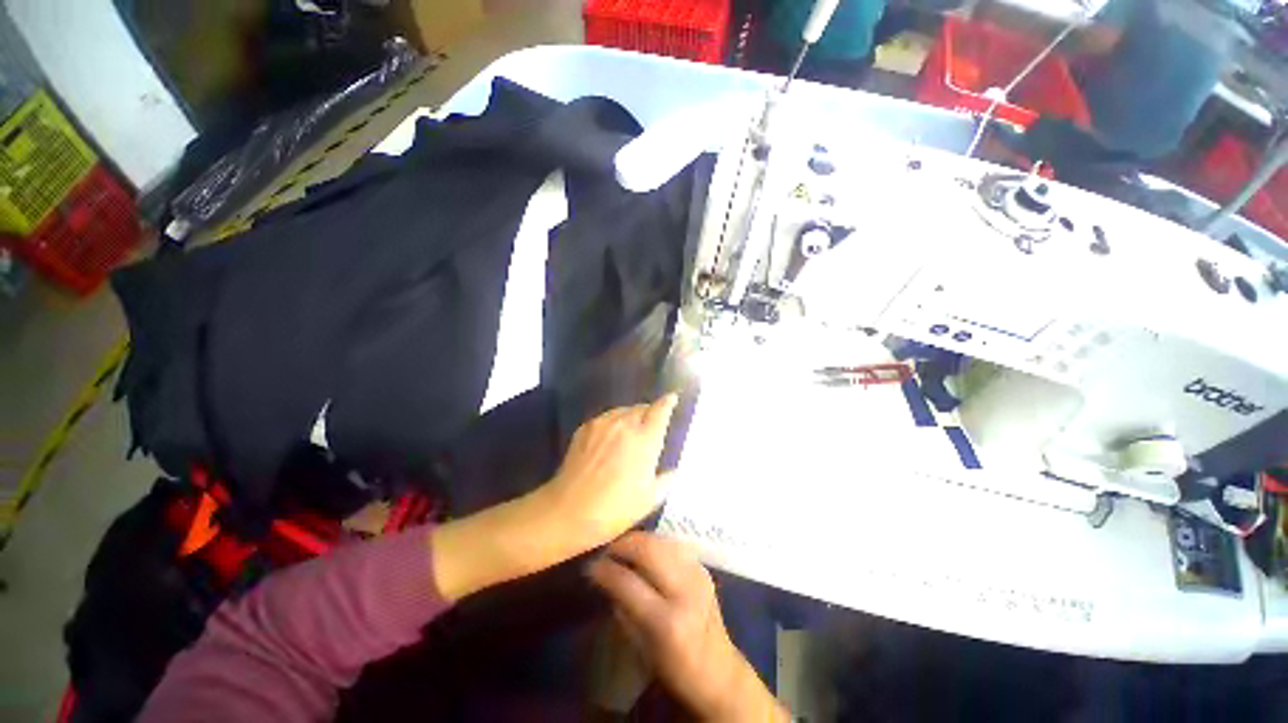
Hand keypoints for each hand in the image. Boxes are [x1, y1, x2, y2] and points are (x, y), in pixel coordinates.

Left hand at [431, 396, 676, 601]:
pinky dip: (614, 423)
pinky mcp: (585, 428)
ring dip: (631, 417)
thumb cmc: (614, 509)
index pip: (660, 410)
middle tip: (652, 427)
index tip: (673, 398)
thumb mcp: (649, 499)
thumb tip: (673, 470)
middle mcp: (624, 424)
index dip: (668, 402)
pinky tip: (611, 440)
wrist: (567, 511)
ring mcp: (602, 423)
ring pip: (623, 410)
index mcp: (645, 439)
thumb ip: (665, 479)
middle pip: (641, 407)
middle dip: (650, 413)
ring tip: (631, 433)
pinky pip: (606, 418)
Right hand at [588, 533, 787, 721]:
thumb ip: (623, 607)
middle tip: (607, 550)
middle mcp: (684, 591)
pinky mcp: (703, 568)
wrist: (718, 670)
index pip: (627, 581)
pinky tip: (645, 551)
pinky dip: (655, 543)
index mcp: (666, 621)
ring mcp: (697, 575)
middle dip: (623, 545)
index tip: (591, 566)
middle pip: (647, 550)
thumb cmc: (673, 667)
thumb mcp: (640, 646)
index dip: (605, 570)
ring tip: (623, 548)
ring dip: (638, 540)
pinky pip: (673, 545)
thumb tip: (605, 576)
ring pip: (661, 541)